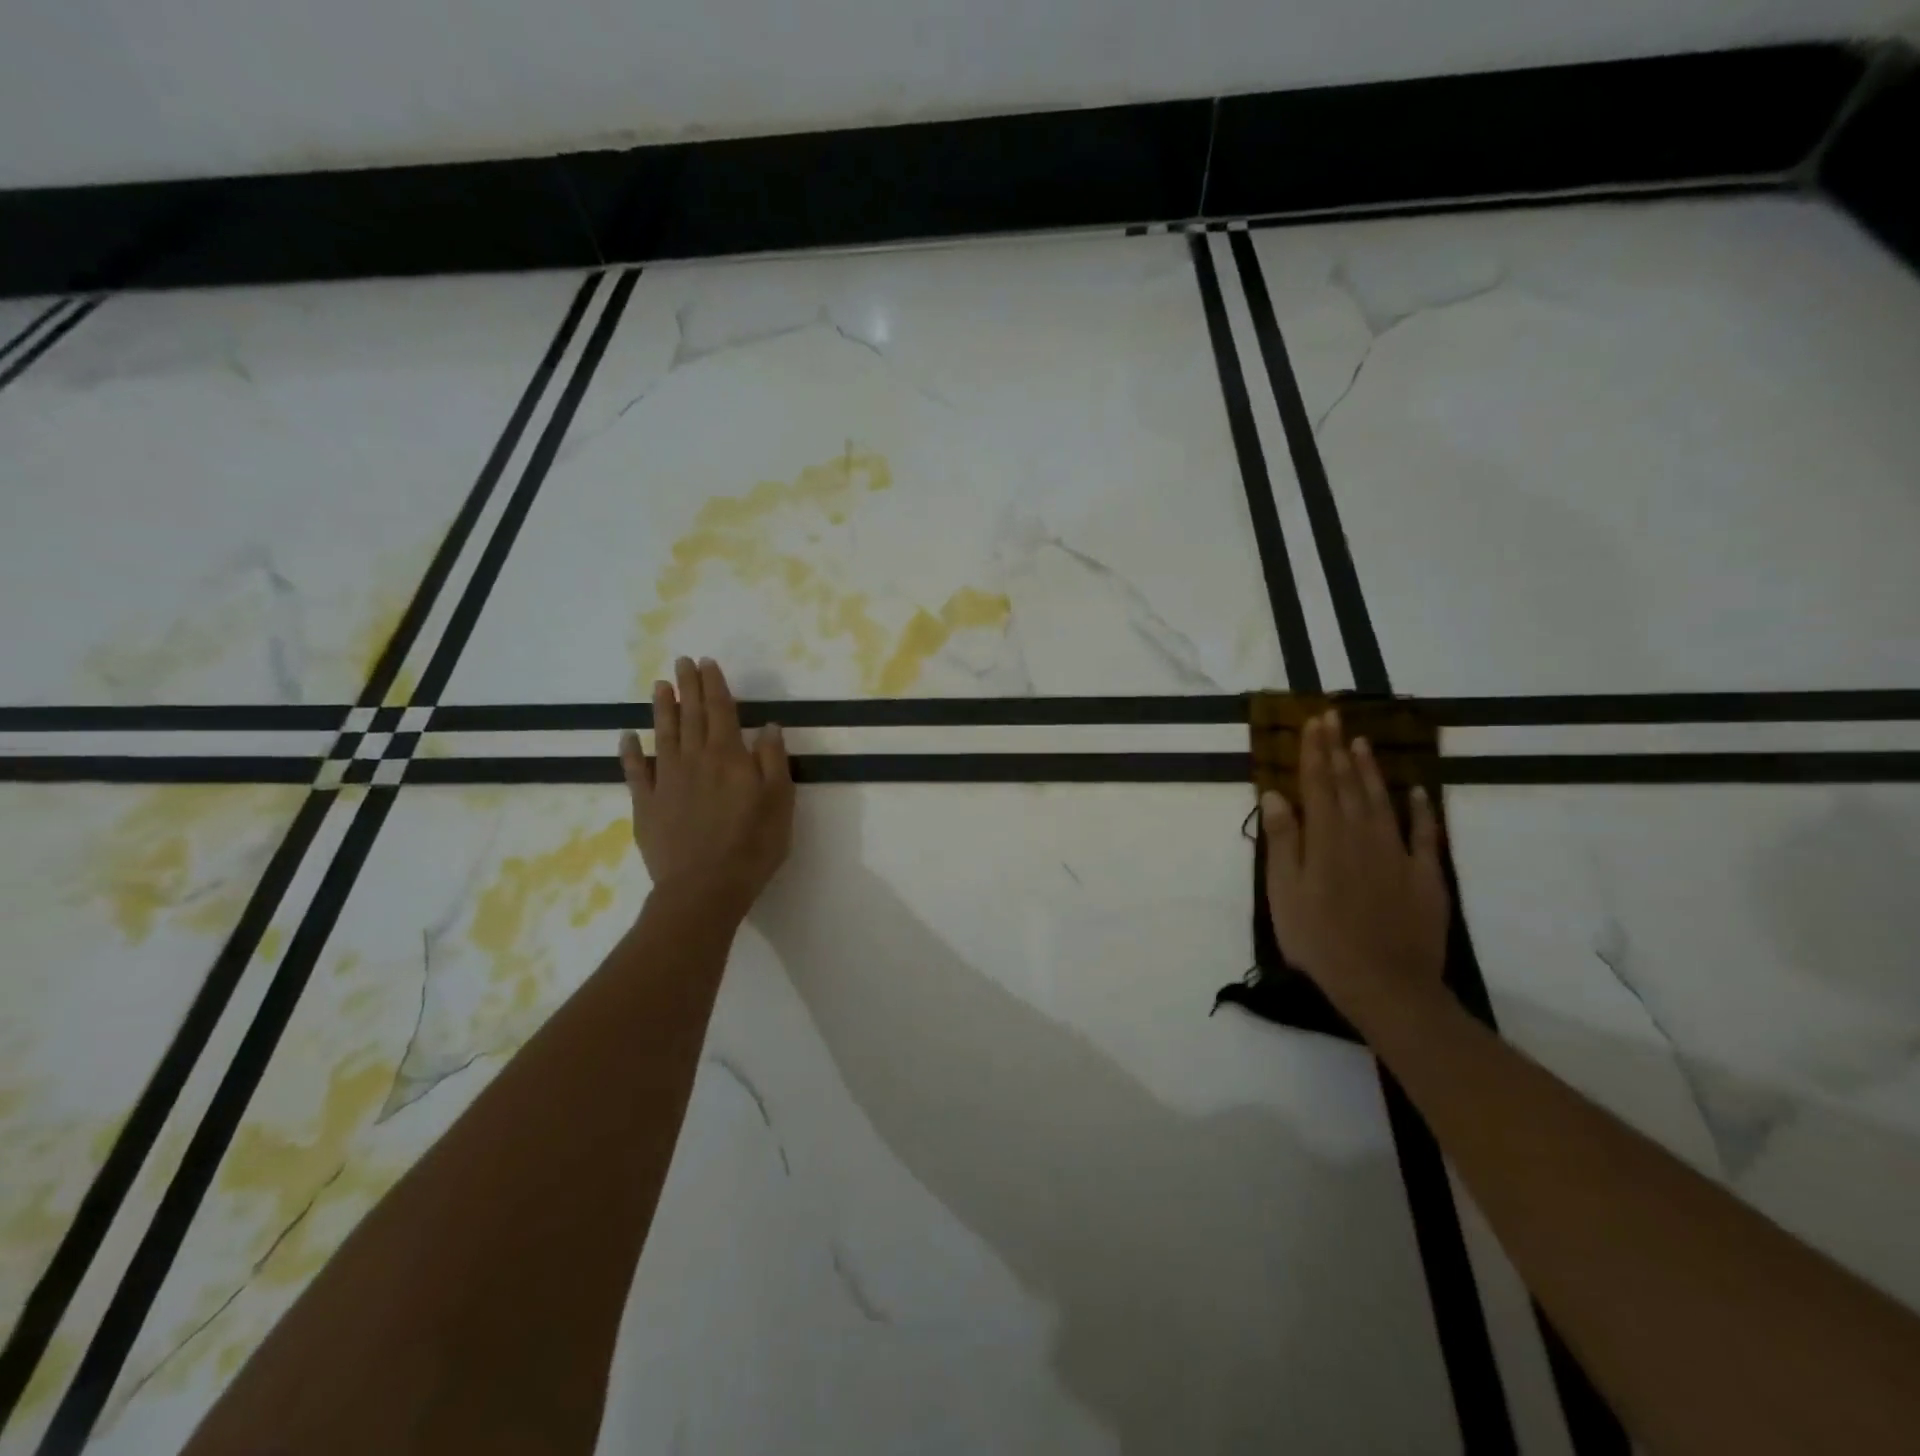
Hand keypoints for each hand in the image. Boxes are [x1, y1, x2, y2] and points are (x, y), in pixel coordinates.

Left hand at [620, 658, 794, 921]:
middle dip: (687, 686)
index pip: (721, 711)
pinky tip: (628, 736)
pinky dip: (630, 751)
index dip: (714, 685)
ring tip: (659, 685)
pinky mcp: (646, 805)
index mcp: (728, 757)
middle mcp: (695, 760)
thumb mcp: (780, 802)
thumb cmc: (752, 846)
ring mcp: (666, 781)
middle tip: (681, 662)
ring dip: (661, 708)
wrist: (704, 888)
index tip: (707, 663)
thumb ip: (773, 761)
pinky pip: (635, 771)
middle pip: (690, 715)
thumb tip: (768, 726)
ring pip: (662, 735)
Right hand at [1261, 711, 1449, 1014]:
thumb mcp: (1285, 893)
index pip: (1317, 785)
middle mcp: (1362, 836)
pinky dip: (1421, 811)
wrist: (1386, 984)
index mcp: (1326, 840)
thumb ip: (1282, 842)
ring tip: (1362, 743)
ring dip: (1371, 771)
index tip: (1313, 722)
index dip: (1314, 752)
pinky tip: (1417, 793)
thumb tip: (1274, 795)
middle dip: (1338, 750)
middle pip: (1348, 785)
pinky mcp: (1425, 876)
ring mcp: (1398, 855)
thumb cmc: (1320, 940)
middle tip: (1334, 718)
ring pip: (1382, 802)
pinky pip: (1425, 835)